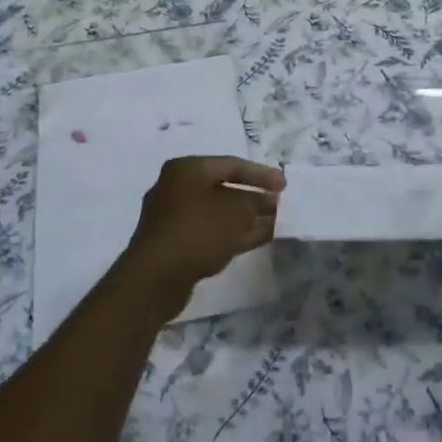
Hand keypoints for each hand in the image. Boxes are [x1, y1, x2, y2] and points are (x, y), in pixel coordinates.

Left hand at [118, 156, 284, 315]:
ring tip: (275, 223)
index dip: (261, 174)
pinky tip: (257, 239)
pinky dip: (233, 233)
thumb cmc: (198, 230)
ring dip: (246, 218)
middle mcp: (176, 188)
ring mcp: (173, 217)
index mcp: (186, 169)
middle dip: (253, 197)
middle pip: (223, 188)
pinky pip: (210, 231)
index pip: (231, 164)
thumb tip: (265, 201)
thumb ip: (255, 201)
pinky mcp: (175, 243)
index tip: (285, 185)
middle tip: (279, 205)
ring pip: (218, 213)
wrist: (156, 277)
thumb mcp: (236, 211)